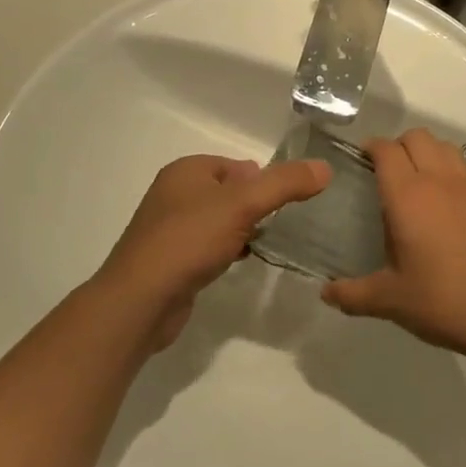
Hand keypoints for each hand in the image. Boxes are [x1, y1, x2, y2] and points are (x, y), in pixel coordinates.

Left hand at [95, 154, 328, 349]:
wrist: (140, 301)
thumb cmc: (189, 240)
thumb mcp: (244, 204)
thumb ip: (285, 184)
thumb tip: (325, 168)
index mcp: (187, 170)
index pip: (237, 165)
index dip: (262, 180)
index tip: (285, 203)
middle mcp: (174, 194)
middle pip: (229, 192)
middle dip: (254, 206)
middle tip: (280, 225)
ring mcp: (169, 228)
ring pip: (218, 221)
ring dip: (242, 230)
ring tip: (264, 244)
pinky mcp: (170, 261)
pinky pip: (207, 247)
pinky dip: (226, 251)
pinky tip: (239, 264)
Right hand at [319, 129, 465, 361]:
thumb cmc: (442, 301)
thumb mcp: (390, 300)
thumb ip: (352, 293)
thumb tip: (325, 293)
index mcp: (407, 195)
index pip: (386, 149)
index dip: (371, 148)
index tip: (361, 160)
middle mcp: (439, 179)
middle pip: (417, 137)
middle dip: (398, 145)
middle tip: (387, 171)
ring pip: (445, 147)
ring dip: (428, 152)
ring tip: (418, 180)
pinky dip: (455, 170)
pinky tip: (451, 198)